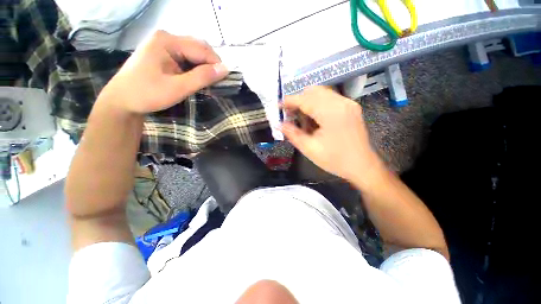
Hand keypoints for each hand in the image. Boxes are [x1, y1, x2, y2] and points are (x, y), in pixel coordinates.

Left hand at [100, 30, 228, 113]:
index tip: (226, 81)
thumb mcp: (178, 87)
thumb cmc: (147, 94)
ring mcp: (164, 45)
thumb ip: (202, 77)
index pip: (201, 49)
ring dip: (204, 67)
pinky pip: (186, 58)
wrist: (122, 101)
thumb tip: (226, 69)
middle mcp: (166, 38)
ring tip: (209, 82)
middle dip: (211, 64)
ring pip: (194, 53)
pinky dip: (196, 68)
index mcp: (167, 41)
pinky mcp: (164, 54)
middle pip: (198, 48)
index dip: (216, 64)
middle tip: (218, 83)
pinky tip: (198, 78)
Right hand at [281, 86, 382, 185]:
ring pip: (321, 93)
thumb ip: (292, 134)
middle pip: (313, 91)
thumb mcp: (309, 149)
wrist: (362, 166)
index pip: (305, 99)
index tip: (278, 106)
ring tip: (301, 118)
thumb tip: (279, 124)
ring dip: (307, 102)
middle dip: (298, 100)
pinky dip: (317, 104)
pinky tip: (314, 118)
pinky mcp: (351, 107)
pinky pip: (329, 98)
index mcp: (331, 113)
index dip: (289, 101)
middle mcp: (341, 102)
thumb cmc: (335, 160)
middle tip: (290, 114)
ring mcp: (348, 103)